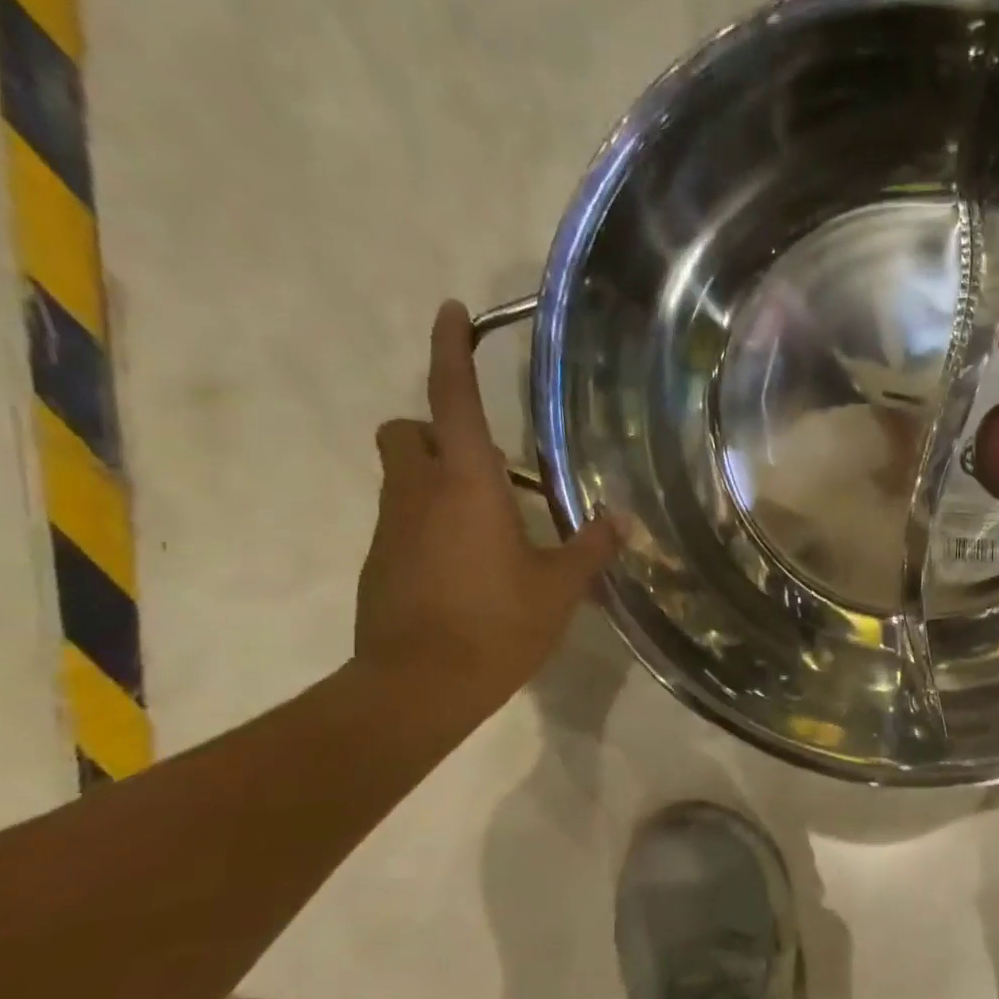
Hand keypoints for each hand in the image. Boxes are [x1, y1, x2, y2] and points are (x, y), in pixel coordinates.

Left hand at [354, 301, 619, 717]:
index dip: (451, 351)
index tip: (452, 311)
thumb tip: (618, 521)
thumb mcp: (559, 587)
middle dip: (435, 428)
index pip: (452, 399)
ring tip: (493, 522)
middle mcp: (417, 493)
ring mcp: (390, 529)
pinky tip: (472, 565)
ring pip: (403, 477)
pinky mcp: (379, 563)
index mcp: (465, 484)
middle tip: (486, 460)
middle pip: (406, 431)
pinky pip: (404, 521)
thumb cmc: (495, 624)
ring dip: (439, 480)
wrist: (417, 687)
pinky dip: (432, 523)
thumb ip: (589, 547)